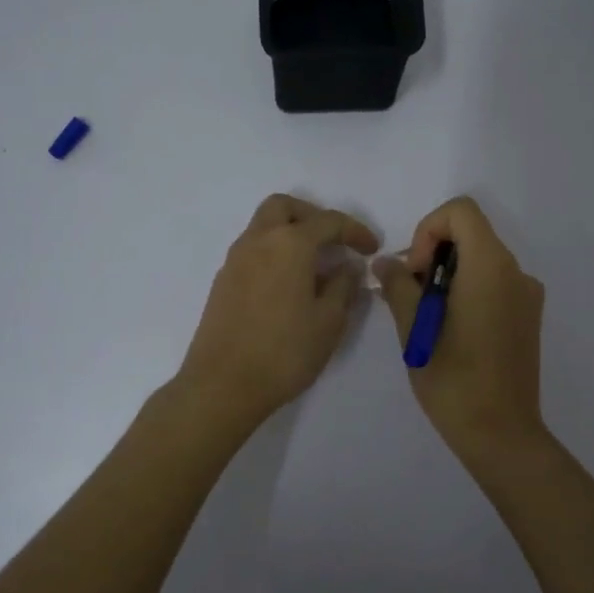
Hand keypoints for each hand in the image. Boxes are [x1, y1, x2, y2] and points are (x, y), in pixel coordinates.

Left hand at [176, 194, 379, 430]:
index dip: (355, 231)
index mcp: (289, 244)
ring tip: (313, 267)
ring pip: (263, 227)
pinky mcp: (222, 282)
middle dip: (312, 216)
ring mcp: (235, 260)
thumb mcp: (329, 321)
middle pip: (284, 208)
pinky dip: (273, 254)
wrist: (223, 384)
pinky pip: (252, 251)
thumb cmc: (285, 352)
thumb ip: (343, 287)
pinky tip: (288, 286)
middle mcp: (258, 241)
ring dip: (290, 235)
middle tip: (333, 242)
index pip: (328, 221)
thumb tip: (348, 267)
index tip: (371, 249)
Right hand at [376, 196, 546, 458]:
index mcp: (491, 267)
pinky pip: (494, 284)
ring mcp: (527, 295)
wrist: (501, 433)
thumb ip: (398, 285)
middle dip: (434, 254)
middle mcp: (516, 272)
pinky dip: (468, 291)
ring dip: (449, 275)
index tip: (416, 271)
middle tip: (412, 296)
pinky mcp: (528, 317)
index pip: (461, 212)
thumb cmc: (453, 380)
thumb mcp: (414, 329)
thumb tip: (385, 262)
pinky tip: (451, 331)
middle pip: (472, 234)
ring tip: (427, 318)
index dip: (429, 230)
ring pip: (481, 260)